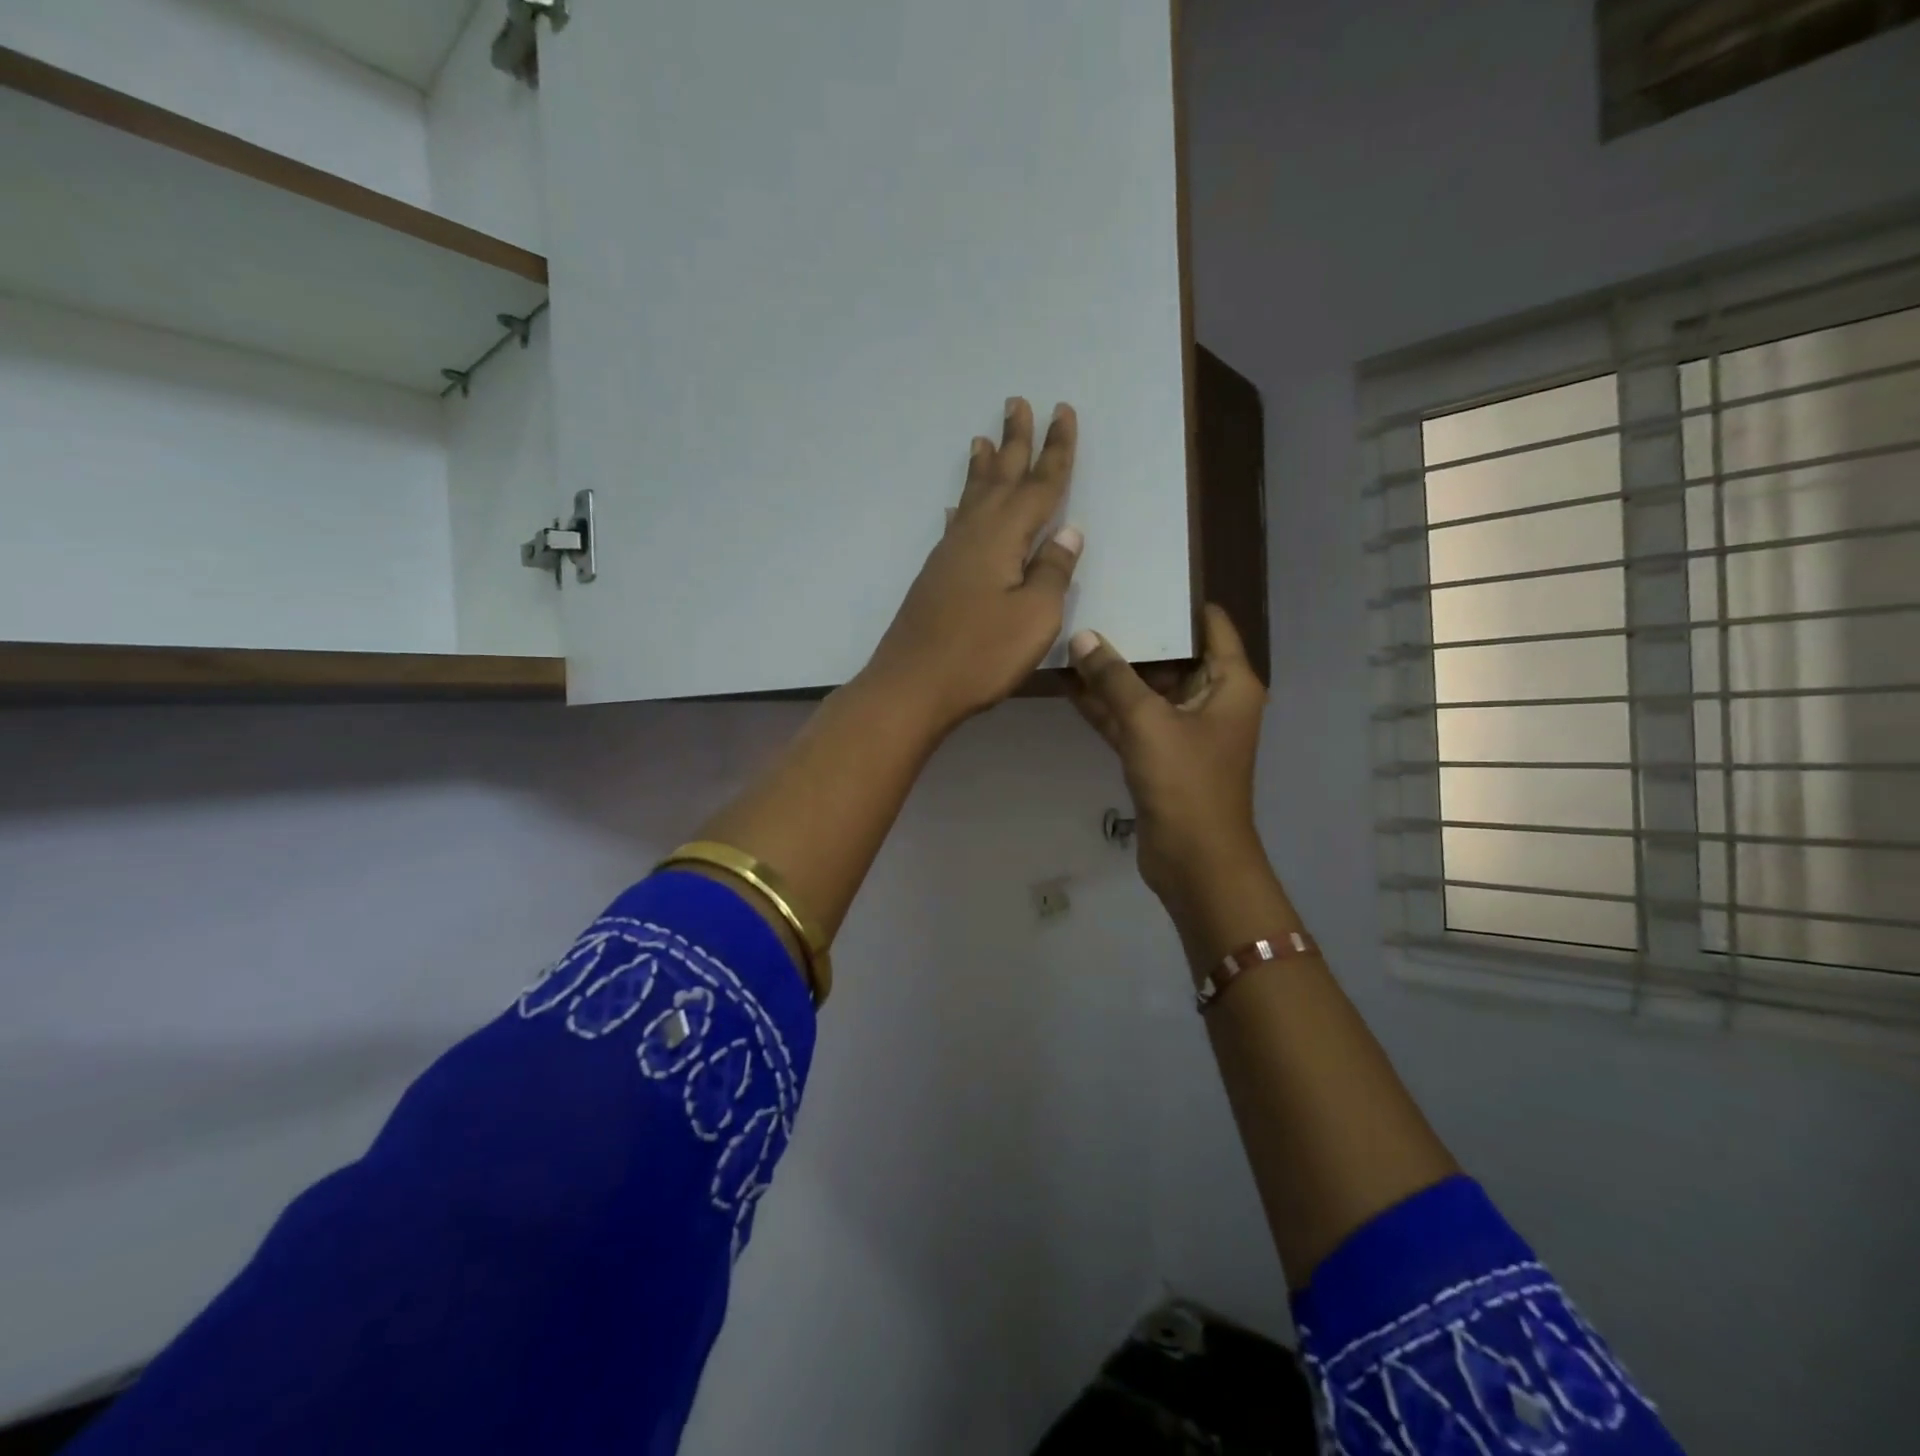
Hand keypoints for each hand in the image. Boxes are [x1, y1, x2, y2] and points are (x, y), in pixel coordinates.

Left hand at [861, 398, 1082, 731]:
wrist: (912, 685)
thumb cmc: (981, 654)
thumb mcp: (1035, 617)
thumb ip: (1053, 571)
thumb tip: (1068, 531)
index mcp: (1004, 536)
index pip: (1040, 484)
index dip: (1056, 449)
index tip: (1063, 412)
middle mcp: (974, 533)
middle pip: (1001, 477)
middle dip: (1015, 441)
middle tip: (1018, 402)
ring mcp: (950, 554)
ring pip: (972, 497)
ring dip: (982, 467)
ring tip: (983, 439)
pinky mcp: (936, 576)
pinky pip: (954, 524)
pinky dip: (960, 507)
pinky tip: (956, 507)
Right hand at [1068, 605, 1268, 908]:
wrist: (1194, 859)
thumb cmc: (1186, 782)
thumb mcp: (1148, 721)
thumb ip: (1113, 678)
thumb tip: (1083, 637)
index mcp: (1229, 682)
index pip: (1210, 624)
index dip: (1179, 601)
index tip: (1141, 578)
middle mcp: (1211, 698)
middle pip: (1172, 654)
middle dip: (1134, 634)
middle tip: (1094, 601)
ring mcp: (1182, 728)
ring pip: (1145, 688)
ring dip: (1112, 671)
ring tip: (1072, 636)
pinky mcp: (1158, 754)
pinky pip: (1130, 718)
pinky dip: (1105, 704)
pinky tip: (1068, 682)